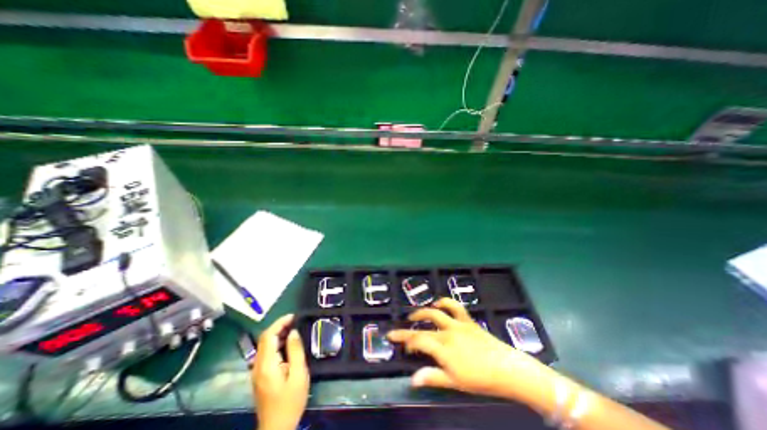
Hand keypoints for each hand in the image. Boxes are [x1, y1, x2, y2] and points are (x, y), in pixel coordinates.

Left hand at [255, 315, 309, 429]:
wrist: (277, 428)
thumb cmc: (290, 401)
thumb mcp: (298, 374)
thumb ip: (295, 351)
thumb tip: (293, 332)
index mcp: (266, 364)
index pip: (268, 336)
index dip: (280, 323)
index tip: (294, 316)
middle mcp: (257, 366)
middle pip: (264, 339)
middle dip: (279, 326)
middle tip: (295, 321)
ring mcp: (257, 371)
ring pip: (264, 345)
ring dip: (278, 334)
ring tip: (294, 329)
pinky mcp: (260, 375)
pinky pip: (266, 353)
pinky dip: (276, 343)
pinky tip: (287, 343)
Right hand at [391, 299, 551, 402]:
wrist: (506, 368)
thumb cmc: (480, 379)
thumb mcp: (454, 382)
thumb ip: (432, 377)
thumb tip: (412, 379)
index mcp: (443, 348)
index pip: (418, 340)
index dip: (405, 340)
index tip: (397, 342)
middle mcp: (447, 332)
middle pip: (423, 326)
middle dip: (408, 328)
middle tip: (399, 330)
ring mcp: (457, 324)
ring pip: (436, 312)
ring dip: (422, 312)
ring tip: (414, 315)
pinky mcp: (467, 320)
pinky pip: (454, 306)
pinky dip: (445, 302)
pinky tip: (439, 303)